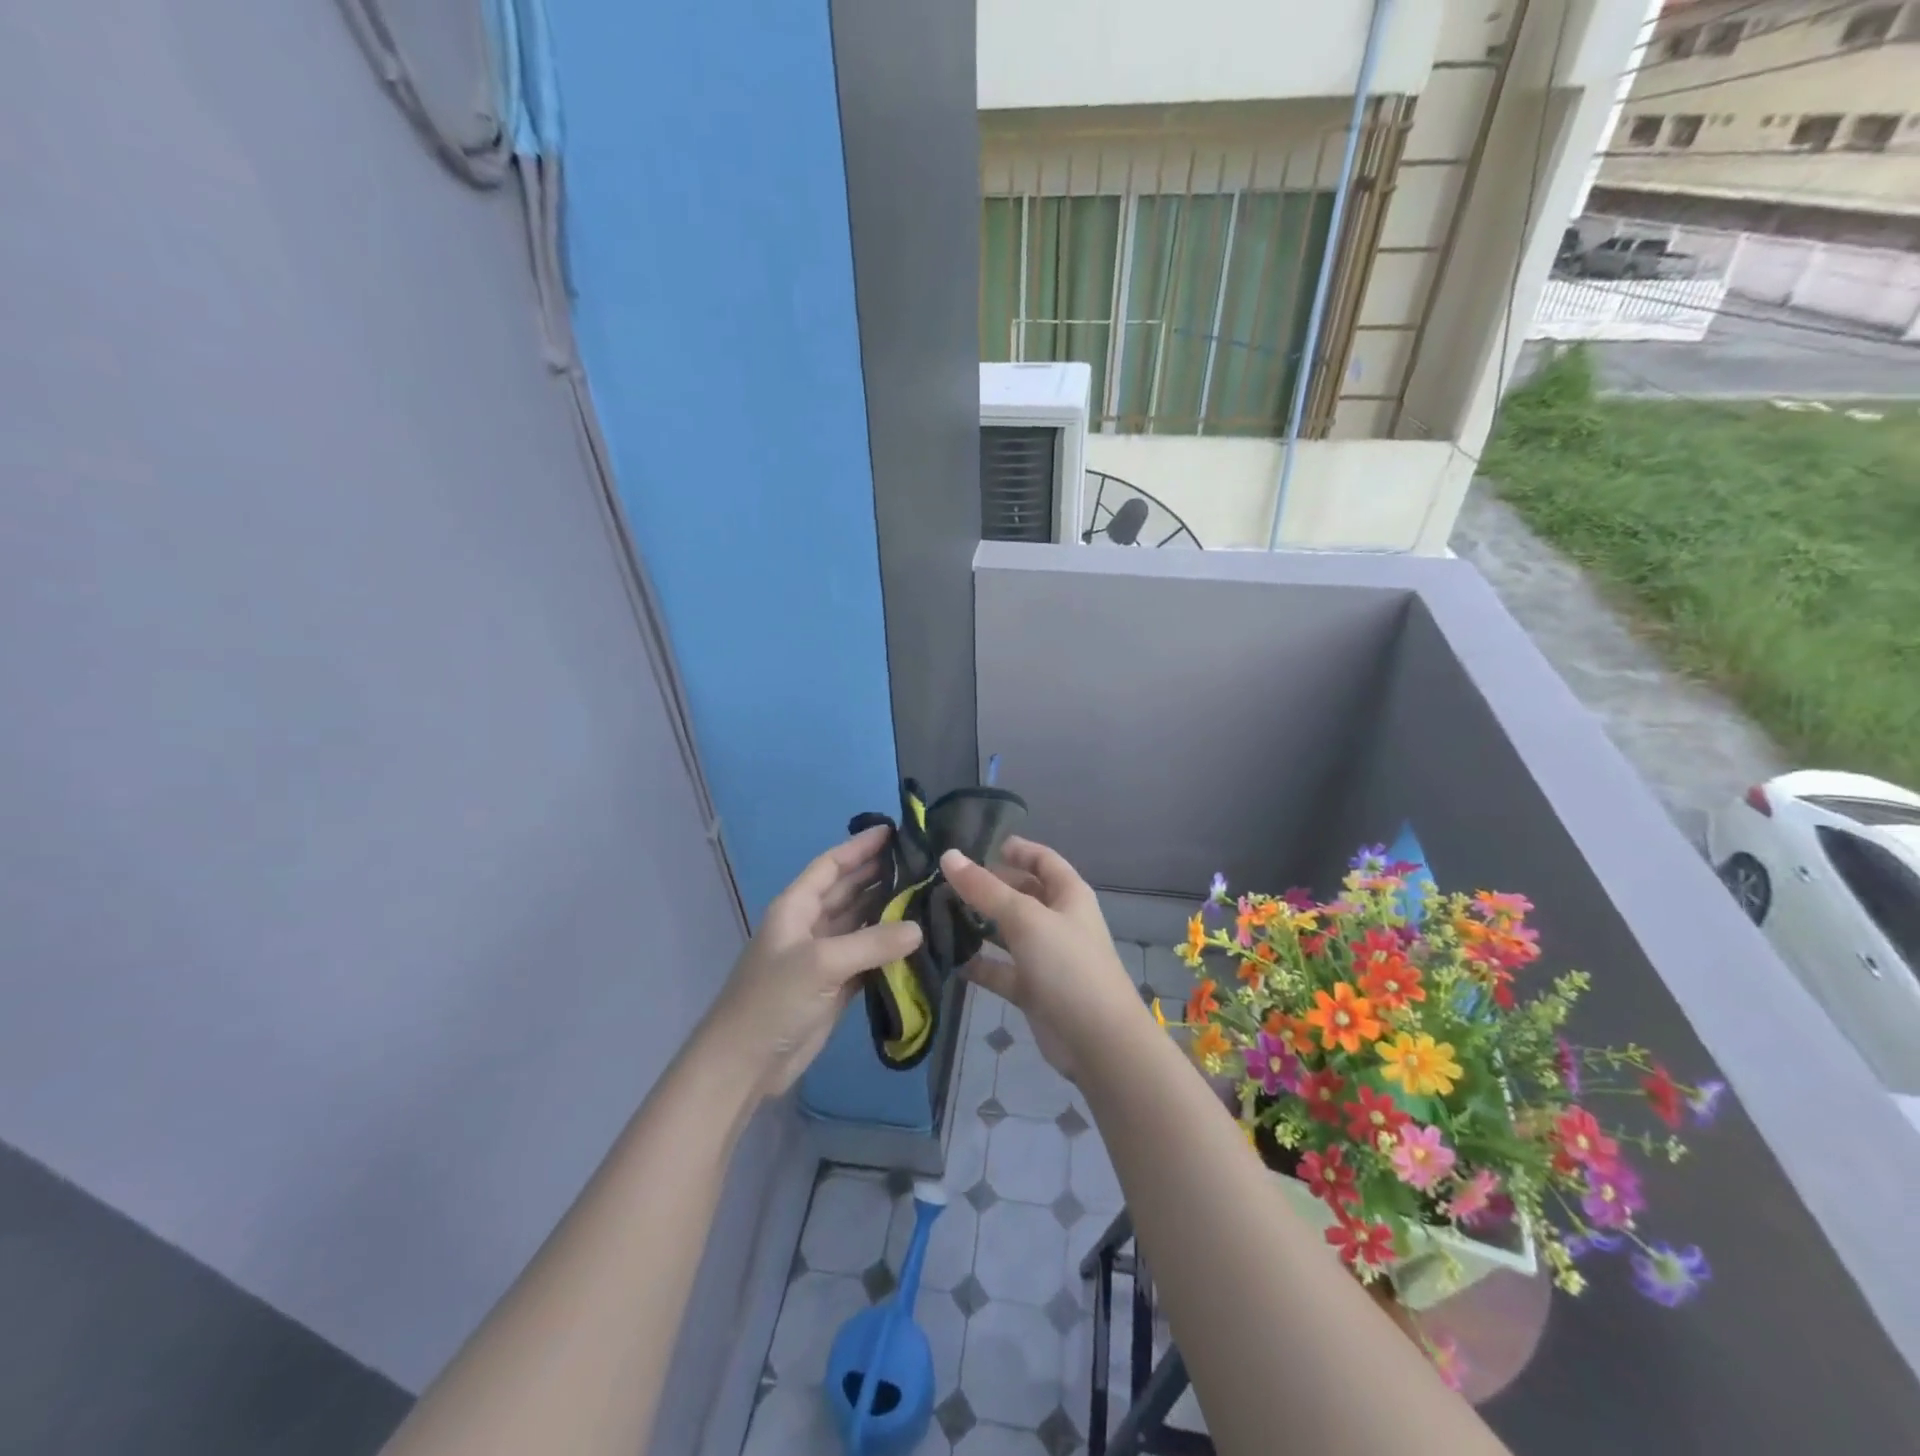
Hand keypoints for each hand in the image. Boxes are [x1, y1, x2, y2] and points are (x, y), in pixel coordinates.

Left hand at [705, 825, 922, 1099]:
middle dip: (879, 874)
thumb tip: (918, 929)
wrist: (745, 1064)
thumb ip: (872, 943)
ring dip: (888, 910)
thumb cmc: (773, 1000)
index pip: (830, 866)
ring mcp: (823, 957)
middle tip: (921, 861)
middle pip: (848, 890)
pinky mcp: (835, 986)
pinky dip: (888, 948)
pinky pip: (867, 957)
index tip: (894, 831)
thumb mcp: (821, 963)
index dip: (859, 847)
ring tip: (926, 893)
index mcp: (796, 907)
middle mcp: (810, 925)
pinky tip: (916, 940)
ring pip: (860, 923)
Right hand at [940, 837, 1143, 1080]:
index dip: (1017, 850)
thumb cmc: (1068, 966)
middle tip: (947, 881)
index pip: (1043, 860)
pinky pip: (1002, 970)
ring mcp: (1046, 957)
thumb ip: (985, 889)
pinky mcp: (1033, 990)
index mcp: (1069, 895)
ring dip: (980, 924)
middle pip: (1023, 894)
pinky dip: (980, 965)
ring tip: (939, 913)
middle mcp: (1059, 921)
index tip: (981, 845)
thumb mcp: (1025, 919)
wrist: (1098, 1042)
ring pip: (1008, 933)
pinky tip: (950, 959)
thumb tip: (949, 856)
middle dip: (990, 886)